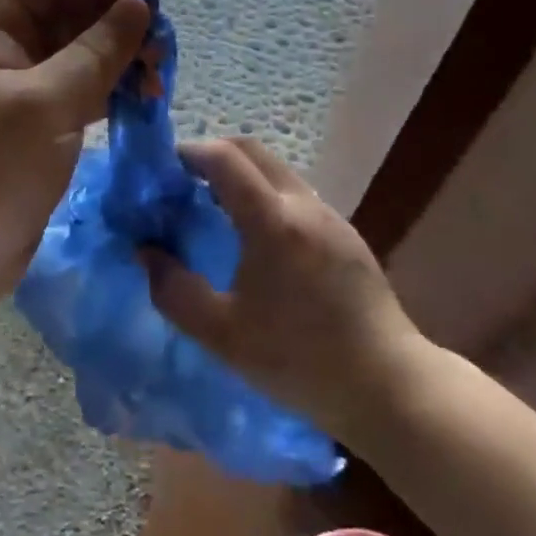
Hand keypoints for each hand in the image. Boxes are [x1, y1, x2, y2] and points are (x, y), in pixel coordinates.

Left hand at [0, 0, 150, 349]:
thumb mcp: (45, 104)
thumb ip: (96, 52)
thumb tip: (139, 5)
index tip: (146, 1)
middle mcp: (6, 54)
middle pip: (70, 17)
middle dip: (117, 25)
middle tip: (162, 51)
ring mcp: (22, 96)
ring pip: (81, 59)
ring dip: (120, 62)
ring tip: (159, 82)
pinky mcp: (38, 133)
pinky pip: (82, 97)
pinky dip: (112, 96)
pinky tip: (142, 106)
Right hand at [143, 137, 421, 443]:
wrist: (388, 385)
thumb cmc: (300, 361)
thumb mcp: (223, 336)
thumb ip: (174, 291)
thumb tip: (146, 253)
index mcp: (272, 221)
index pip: (225, 158)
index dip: (190, 153)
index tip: (164, 169)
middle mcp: (303, 203)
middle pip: (252, 150)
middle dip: (213, 154)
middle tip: (184, 181)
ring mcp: (329, 215)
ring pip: (276, 169)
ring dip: (242, 173)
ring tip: (216, 207)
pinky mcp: (345, 232)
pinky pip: (295, 192)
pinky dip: (265, 192)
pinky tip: (257, 236)